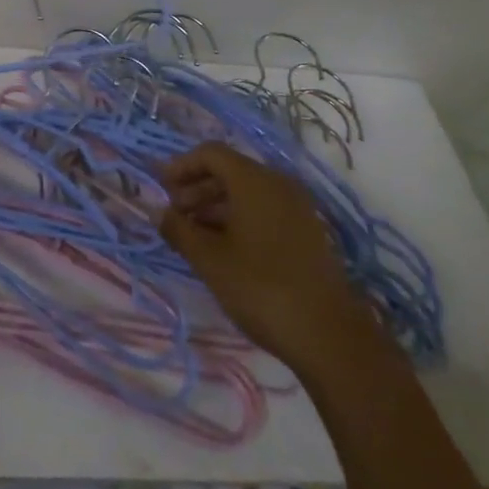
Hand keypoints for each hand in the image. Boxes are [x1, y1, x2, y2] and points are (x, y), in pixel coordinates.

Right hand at [159, 142, 353, 365]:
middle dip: (196, 188)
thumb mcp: (210, 260)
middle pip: (229, 171)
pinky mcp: (307, 232)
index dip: (182, 166)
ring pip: (247, 192)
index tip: (161, 190)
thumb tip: (159, 213)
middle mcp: (278, 184)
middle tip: (174, 216)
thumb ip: (179, 231)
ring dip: (215, 206)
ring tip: (194, 236)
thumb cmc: (261, 288)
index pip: (211, 153)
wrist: (329, 335)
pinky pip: (265, 210)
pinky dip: (239, 219)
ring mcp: (297, 208)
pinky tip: (224, 249)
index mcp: (254, 180)